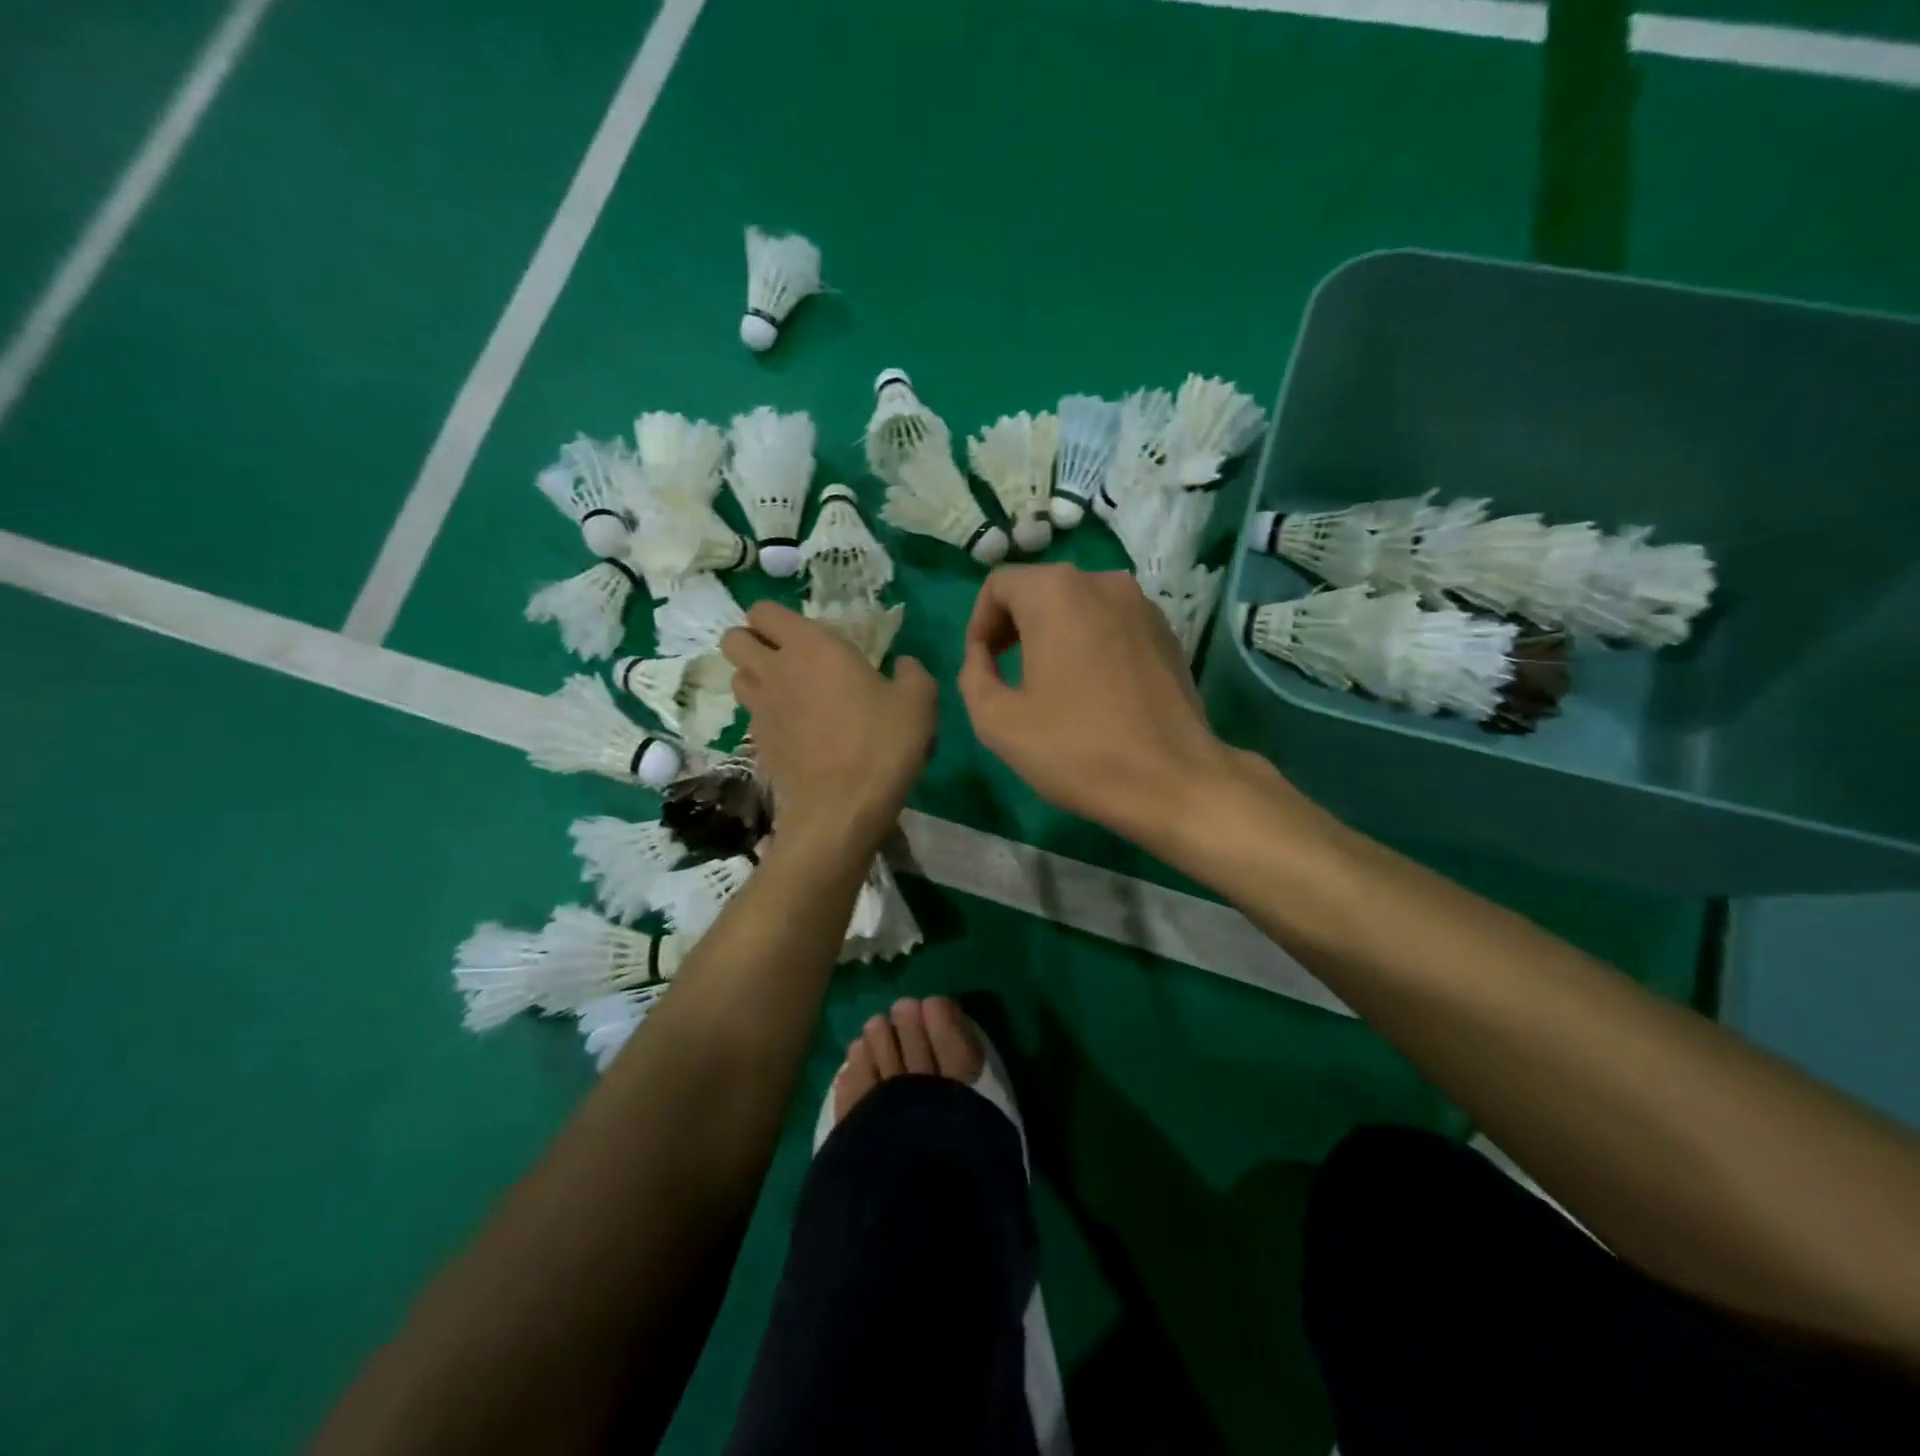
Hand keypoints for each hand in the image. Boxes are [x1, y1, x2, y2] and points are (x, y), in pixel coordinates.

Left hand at [721, 602, 935, 852]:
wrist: (842, 809)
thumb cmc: (881, 743)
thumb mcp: (918, 701)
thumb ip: (912, 674)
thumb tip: (904, 665)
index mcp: (810, 646)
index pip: (763, 610)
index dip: (775, 618)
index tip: (804, 634)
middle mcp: (774, 671)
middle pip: (734, 639)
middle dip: (752, 642)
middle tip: (787, 658)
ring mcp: (760, 710)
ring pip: (737, 678)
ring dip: (755, 678)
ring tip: (788, 692)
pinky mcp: (757, 745)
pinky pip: (752, 718)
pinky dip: (766, 717)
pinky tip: (796, 732)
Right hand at [958, 565, 1248, 846]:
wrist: (1172, 781)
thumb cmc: (1077, 749)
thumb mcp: (997, 721)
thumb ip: (973, 675)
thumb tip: (982, 655)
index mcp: (1056, 593)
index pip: (999, 584)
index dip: (979, 622)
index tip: (981, 664)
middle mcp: (1102, 581)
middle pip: (1040, 589)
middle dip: (1014, 625)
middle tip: (1005, 672)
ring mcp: (1142, 604)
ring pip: (1078, 603)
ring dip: (1052, 632)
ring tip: (1048, 682)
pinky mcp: (1167, 631)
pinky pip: (1112, 622)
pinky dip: (1090, 641)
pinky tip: (1092, 688)